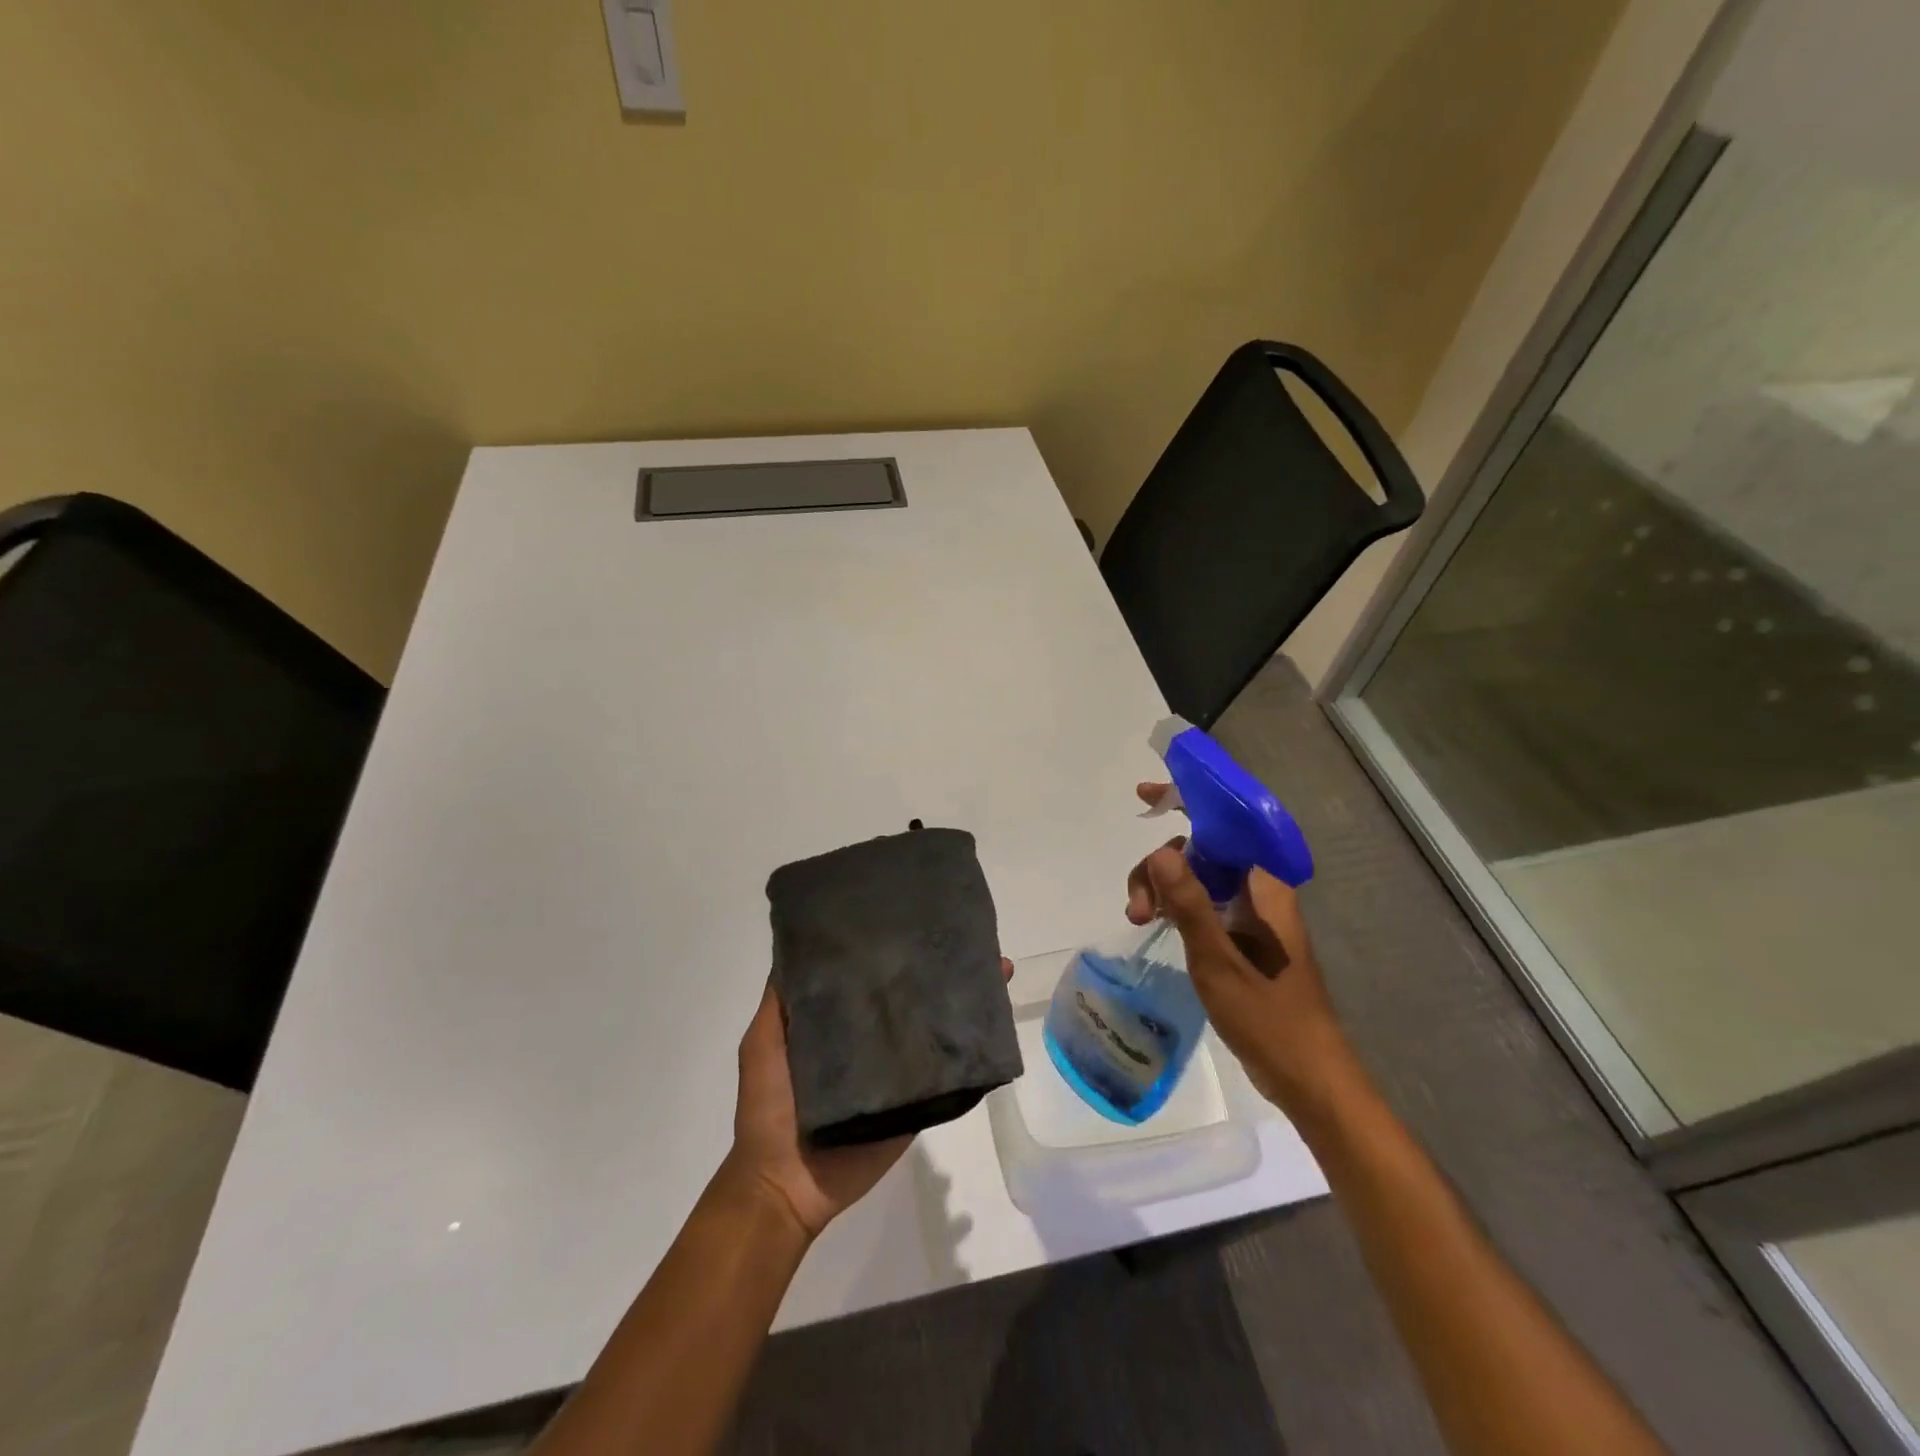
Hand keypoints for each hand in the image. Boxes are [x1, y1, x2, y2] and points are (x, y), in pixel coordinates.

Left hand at [725, 961, 1013, 1242]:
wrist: (785, 1185)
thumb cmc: (769, 1107)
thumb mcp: (764, 1041)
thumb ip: (780, 1001)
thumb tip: (800, 942)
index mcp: (839, 1022)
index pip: (870, 976)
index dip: (889, 948)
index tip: (911, 912)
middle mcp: (872, 1040)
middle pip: (907, 998)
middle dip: (934, 969)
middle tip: (962, 933)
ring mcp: (897, 1072)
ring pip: (933, 1029)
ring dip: (961, 1002)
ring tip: (993, 966)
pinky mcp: (916, 1103)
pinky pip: (947, 1074)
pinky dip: (971, 1051)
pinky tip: (993, 1022)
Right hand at [1127, 783, 1355, 1118]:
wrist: (1309, 1076)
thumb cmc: (1268, 1016)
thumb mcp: (1218, 959)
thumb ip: (1190, 903)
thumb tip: (1162, 850)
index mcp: (1264, 886)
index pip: (1225, 824)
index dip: (1187, 801)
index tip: (1147, 796)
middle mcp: (1260, 891)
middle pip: (1202, 851)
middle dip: (1161, 867)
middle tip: (1136, 908)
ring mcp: (1252, 915)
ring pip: (1198, 879)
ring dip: (1164, 889)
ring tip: (1138, 920)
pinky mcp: (1244, 938)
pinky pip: (1204, 903)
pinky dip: (1177, 906)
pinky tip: (1155, 922)